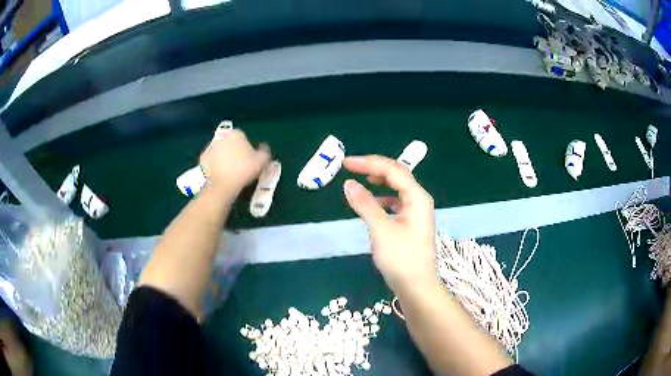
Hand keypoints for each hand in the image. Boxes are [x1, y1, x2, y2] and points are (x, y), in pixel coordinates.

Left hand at [200, 128, 270, 196]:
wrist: (223, 185)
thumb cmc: (244, 170)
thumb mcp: (262, 161)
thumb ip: (265, 152)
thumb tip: (263, 148)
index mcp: (236, 133)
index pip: (244, 138)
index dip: (248, 149)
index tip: (250, 160)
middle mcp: (221, 136)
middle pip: (230, 143)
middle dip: (234, 151)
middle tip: (240, 166)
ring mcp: (210, 147)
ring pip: (220, 151)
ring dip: (224, 158)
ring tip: (230, 172)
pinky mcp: (202, 158)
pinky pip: (211, 161)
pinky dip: (215, 165)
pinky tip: (221, 175)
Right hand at [343, 155, 436, 293]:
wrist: (416, 286)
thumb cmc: (401, 258)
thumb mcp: (381, 229)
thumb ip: (365, 204)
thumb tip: (348, 184)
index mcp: (417, 197)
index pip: (392, 170)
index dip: (369, 163)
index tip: (346, 163)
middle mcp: (419, 200)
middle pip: (397, 175)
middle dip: (374, 168)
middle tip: (350, 167)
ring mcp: (416, 212)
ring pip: (397, 188)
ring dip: (379, 181)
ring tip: (361, 180)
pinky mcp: (410, 223)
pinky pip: (395, 202)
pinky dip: (382, 198)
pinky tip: (373, 204)